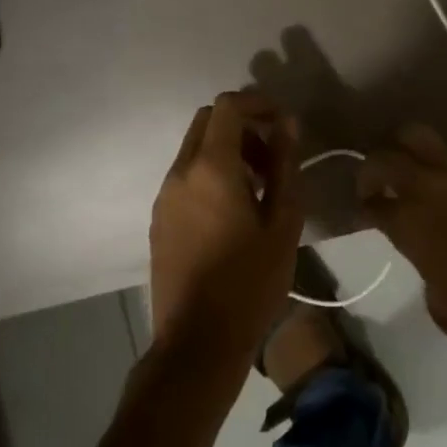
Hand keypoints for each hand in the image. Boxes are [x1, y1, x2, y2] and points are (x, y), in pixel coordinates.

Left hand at [149, 90, 303, 365]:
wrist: (197, 344)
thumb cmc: (249, 282)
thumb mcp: (283, 222)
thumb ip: (285, 165)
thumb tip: (287, 122)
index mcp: (210, 167)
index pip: (227, 106)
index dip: (257, 102)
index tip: (282, 121)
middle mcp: (180, 172)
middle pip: (207, 121)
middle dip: (242, 126)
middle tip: (272, 157)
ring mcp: (164, 196)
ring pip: (194, 149)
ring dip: (226, 151)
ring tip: (259, 188)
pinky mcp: (159, 219)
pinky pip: (185, 176)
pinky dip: (210, 173)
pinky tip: (233, 212)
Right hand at [357, 124, 446, 360]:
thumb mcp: (438, 300)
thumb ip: (424, 267)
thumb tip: (428, 258)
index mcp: (408, 221)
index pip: (372, 202)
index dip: (363, 206)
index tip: (364, 211)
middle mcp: (429, 187)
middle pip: (386, 155)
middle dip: (373, 166)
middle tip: (374, 182)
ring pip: (420, 136)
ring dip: (406, 148)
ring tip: (408, 167)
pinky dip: (442, 157)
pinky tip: (445, 176)